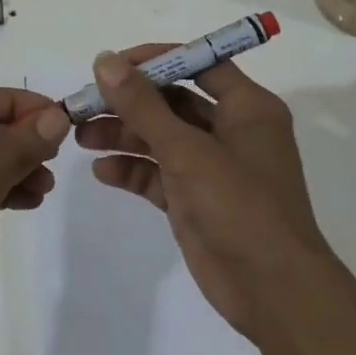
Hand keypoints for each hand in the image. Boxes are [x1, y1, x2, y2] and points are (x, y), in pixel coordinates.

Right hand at [77, 47, 335, 342]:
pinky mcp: (195, 199)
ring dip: (123, 134)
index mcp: (246, 108)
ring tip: (81, 136)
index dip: (155, 60)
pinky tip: (102, 171)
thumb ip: (143, 105)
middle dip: (128, 102)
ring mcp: (212, 167)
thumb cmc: (241, 207)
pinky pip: (158, 174)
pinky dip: (132, 170)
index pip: (198, 63)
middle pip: (172, 101)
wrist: (274, 294)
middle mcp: (230, 130)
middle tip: (85, 104)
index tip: (112, 65)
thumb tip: (105, 60)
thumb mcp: (188, 150)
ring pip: (160, 137)